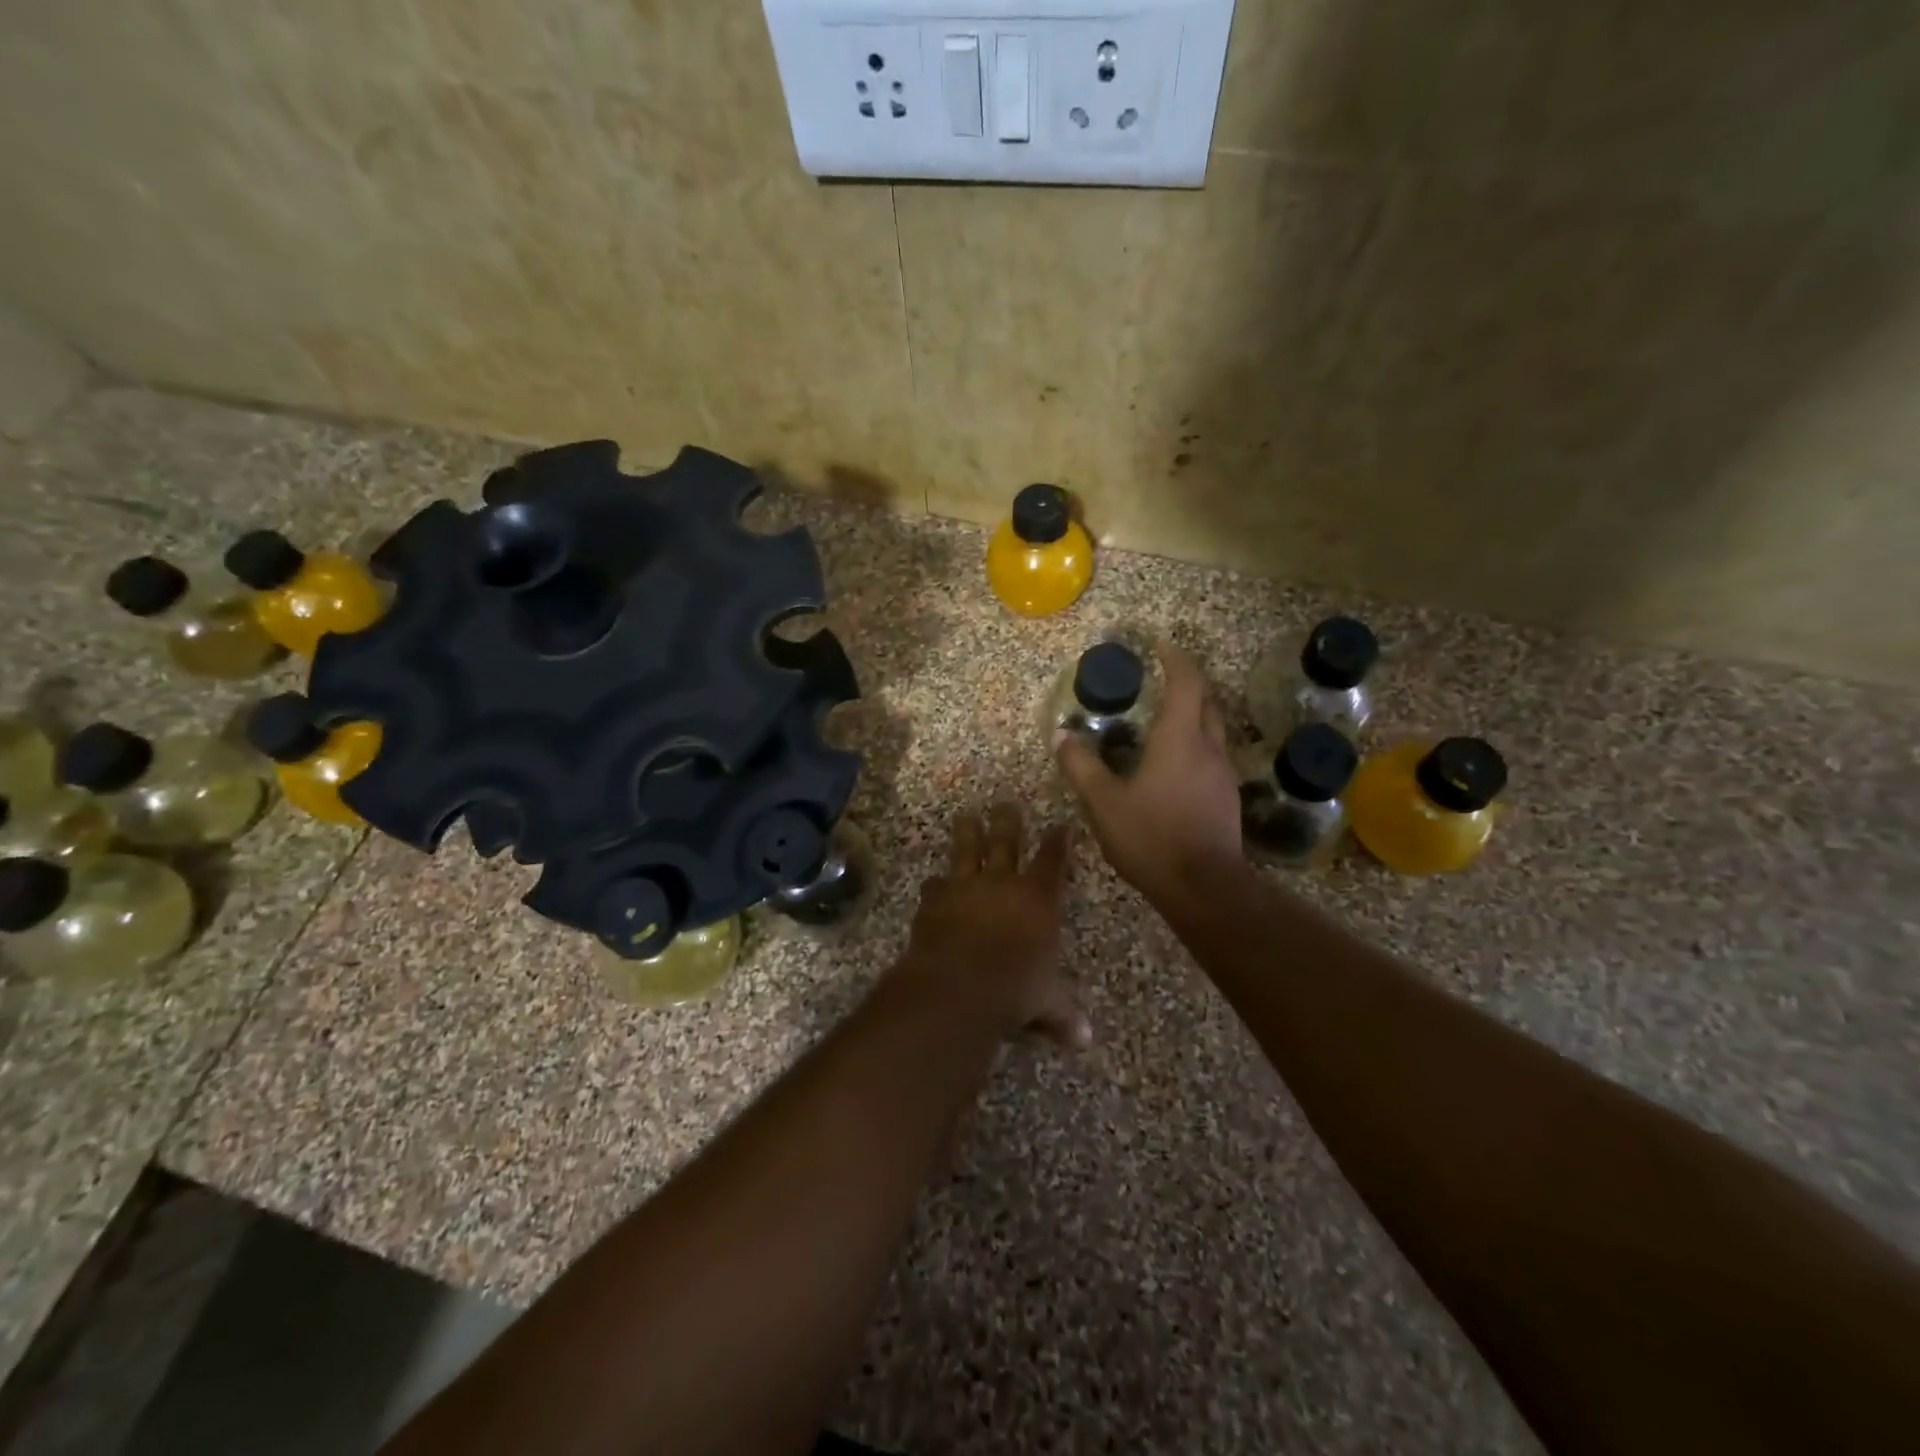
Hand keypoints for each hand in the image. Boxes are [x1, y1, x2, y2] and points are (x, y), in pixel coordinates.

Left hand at [895, 804, 1089, 1048]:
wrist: (958, 984)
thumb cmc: (1015, 988)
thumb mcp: (1046, 1003)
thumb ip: (1063, 1014)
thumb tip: (1084, 1042)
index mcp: (1038, 899)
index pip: (1053, 861)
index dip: (1058, 842)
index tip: (1061, 825)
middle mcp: (1002, 884)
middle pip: (1006, 843)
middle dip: (1008, 822)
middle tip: (1006, 803)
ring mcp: (965, 888)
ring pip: (967, 850)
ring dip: (967, 833)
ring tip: (965, 816)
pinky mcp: (934, 901)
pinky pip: (936, 885)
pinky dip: (936, 885)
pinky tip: (933, 883)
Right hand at [1057, 642, 1242, 906]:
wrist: (1204, 887)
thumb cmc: (1152, 837)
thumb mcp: (1103, 803)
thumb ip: (1081, 767)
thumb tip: (1063, 737)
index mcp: (1180, 739)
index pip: (1186, 683)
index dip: (1175, 658)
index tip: (1159, 645)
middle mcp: (1209, 748)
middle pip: (1206, 701)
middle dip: (1187, 683)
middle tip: (1161, 679)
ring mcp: (1223, 774)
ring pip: (1212, 729)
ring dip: (1192, 715)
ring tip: (1162, 719)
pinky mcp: (1226, 798)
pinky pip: (1212, 755)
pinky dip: (1194, 744)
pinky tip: (1173, 764)